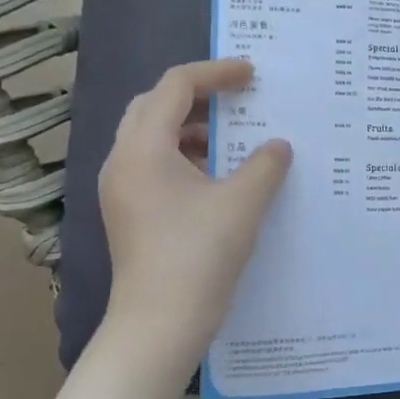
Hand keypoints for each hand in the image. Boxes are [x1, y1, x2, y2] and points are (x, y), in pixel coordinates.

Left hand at [97, 58, 291, 376]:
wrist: (159, 325)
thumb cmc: (198, 256)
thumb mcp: (243, 203)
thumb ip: (265, 164)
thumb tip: (278, 145)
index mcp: (143, 149)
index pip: (175, 86)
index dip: (216, 73)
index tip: (252, 75)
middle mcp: (122, 161)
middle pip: (154, 105)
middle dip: (197, 94)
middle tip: (237, 98)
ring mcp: (121, 189)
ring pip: (151, 135)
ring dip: (190, 126)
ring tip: (231, 135)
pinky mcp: (129, 212)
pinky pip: (153, 163)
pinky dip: (184, 154)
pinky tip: (216, 174)